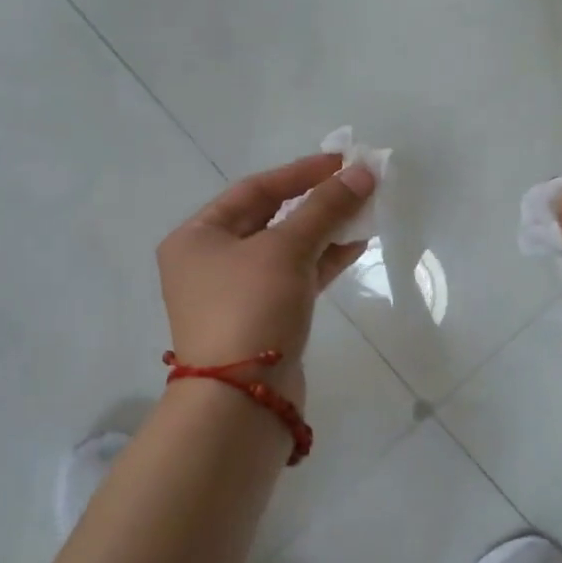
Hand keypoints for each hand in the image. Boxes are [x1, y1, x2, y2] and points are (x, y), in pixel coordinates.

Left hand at [158, 153, 377, 402]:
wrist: (242, 400)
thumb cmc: (250, 308)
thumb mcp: (286, 249)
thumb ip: (325, 208)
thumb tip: (363, 172)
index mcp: (197, 236)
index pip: (254, 190)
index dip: (300, 172)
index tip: (341, 161)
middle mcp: (209, 261)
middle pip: (270, 218)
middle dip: (316, 202)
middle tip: (357, 185)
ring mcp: (235, 293)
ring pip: (285, 250)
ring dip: (324, 231)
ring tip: (365, 212)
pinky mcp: (261, 319)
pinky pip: (293, 278)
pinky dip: (322, 261)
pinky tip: (355, 246)